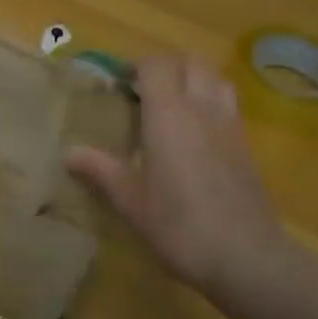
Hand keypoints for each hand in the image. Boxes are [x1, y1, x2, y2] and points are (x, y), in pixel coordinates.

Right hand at [65, 55, 292, 302]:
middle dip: (168, 65)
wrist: (248, 258)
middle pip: (191, 61)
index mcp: (168, 115)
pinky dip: (212, 102)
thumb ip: (101, 171)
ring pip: (216, 78)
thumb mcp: (131, 202)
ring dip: (194, 78)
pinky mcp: (247, 146)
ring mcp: (229, 126)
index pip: (156, 64)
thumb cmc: (180, 225)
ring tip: (174, 103)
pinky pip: (229, 105)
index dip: (137, 66)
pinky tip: (197, 133)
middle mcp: (201, 109)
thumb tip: (69, 153)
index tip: (120, 84)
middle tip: (145, 89)